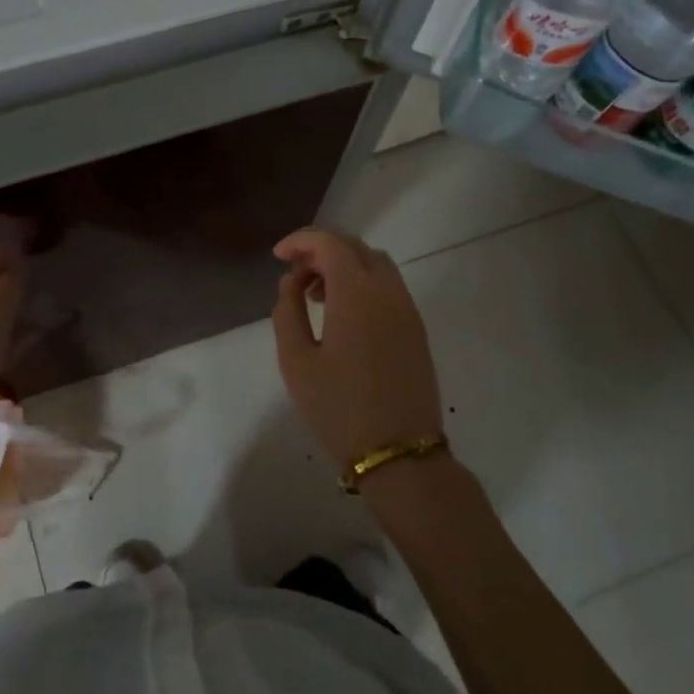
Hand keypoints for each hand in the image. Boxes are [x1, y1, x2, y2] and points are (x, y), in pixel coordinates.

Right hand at [271, 227, 443, 468]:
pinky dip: (362, 282)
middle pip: (354, 246)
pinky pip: (388, 285)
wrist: (399, 452)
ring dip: (343, 265)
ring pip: (375, 263)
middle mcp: (387, 290)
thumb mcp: (296, 361)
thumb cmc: (338, 407)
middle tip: (293, 273)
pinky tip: (342, 312)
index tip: (277, 256)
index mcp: (357, 292)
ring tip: (315, 294)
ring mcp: (407, 308)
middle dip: (320, 250)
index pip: (330, 243)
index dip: (300, 241)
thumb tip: (291, 282)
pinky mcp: (416, 327)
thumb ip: (288, 311)